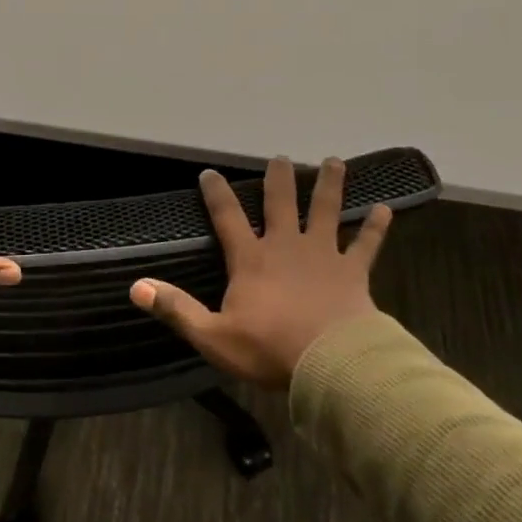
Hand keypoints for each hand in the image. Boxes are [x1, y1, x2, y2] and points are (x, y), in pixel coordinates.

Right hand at [131, 156, 390, 387]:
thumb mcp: (212, 336)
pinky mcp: (353, 271)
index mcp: (251, 259)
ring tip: (334, 162)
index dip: (216, 193)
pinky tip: (385, 208)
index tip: (209, 173)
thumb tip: (136, 287)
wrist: (331, 364)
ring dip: (329, 186)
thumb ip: (176, 309)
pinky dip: (375, 227)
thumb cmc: (269, 349)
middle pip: (281, 202)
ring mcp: (323, 255)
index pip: (227, 217)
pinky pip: (366, 244)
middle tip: (280, 157)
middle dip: (279, 178)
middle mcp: (286, 246)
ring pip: (326, 211)